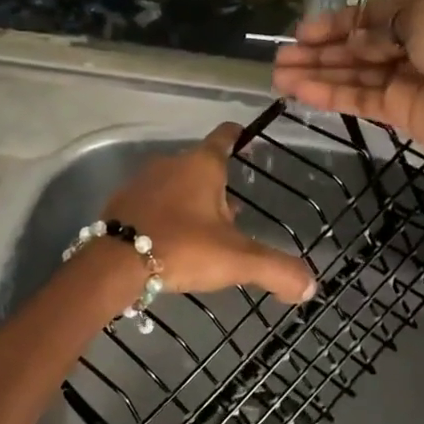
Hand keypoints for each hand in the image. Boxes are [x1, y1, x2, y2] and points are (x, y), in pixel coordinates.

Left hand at [101, 124, 315, 303]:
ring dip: (190, 205)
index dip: (239, 137)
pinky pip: (152, 203)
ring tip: (201, 238)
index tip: (247, 140)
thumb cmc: (182, 248)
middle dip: (218, 190)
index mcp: (202, 165)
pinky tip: (169, 243)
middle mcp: (171, 163)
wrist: (113, 264)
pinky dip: (164, 216)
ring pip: (176, 186)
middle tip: (232, 222)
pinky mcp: (121, 202)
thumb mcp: (237, 260)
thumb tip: (309, 286)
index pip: (225, 137)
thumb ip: (276, 270)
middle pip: (202, 167)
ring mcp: (142, 180)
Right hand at [270, 0, 423, 170]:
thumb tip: (352, 38)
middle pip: (356, 45)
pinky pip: (359, 99)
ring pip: (352, 74)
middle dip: (318, 50)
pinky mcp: (402, 112)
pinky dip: (330, 95)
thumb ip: (379, 25)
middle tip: (279, 57)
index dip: (335, 22)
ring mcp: (407, 79)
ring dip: (316, 74)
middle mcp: (415, 41)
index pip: (371, 14)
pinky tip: (299, 92)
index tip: (301, 31)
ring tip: (277, 75)